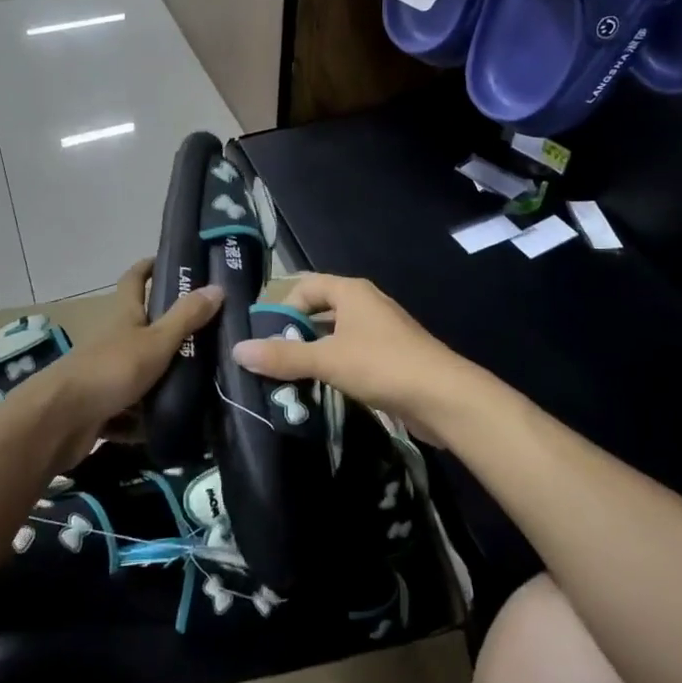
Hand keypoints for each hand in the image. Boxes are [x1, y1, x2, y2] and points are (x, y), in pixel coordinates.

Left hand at [33, 258, 222, 466]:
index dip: (148, 267)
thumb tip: (217, 286)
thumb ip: (186, 317)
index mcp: (124, 316)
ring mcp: (105, 375)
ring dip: (160, 382)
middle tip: (208, 336)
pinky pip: (129, 412)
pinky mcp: (100, 408)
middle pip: (142, 330)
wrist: (59, 421)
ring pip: (139, 373)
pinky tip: (169, 428)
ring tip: (201, 389)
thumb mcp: (156, 342)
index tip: (170, 261)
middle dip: (169, 333)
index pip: (134, 279)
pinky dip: (144, 420)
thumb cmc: (110, 369)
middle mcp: (113, 340)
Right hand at [231, 274, 486, 435]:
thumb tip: (238, 350)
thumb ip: (283, 356)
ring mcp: (381, 331)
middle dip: (295, 333)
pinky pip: (353, 355)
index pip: (306, 285)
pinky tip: (322, 391)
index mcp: (352, 291)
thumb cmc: (382, 365)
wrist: (444, 397)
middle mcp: (366, 304)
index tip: (264, 336)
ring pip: (336, 335)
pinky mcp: (391, 358)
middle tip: (271, 360)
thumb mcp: (327, 359)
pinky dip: (334, 367)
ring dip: (314, 353)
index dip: (283, 306)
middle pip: (321, 310)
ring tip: (289, 379)